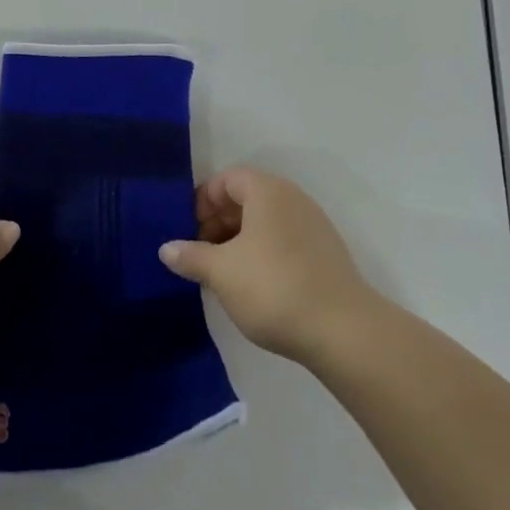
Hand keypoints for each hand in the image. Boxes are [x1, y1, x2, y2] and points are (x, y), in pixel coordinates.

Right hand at [160, 167, 375, 366]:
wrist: (343, 331)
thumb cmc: (273, 288)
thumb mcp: (221, 272)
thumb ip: (191, 255)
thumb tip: (167, 248)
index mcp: (268, 192)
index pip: (228, 179)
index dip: (203, 200)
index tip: (187, 230)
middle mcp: (293, 200)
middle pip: (246, 198)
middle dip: (217, 222)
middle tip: (199, 253)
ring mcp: (313, 226)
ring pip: (265, 222)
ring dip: (237, 240)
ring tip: (221, 273)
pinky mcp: (324, 254)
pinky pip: (282, 240)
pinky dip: (261, 253)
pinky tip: (251, 285)